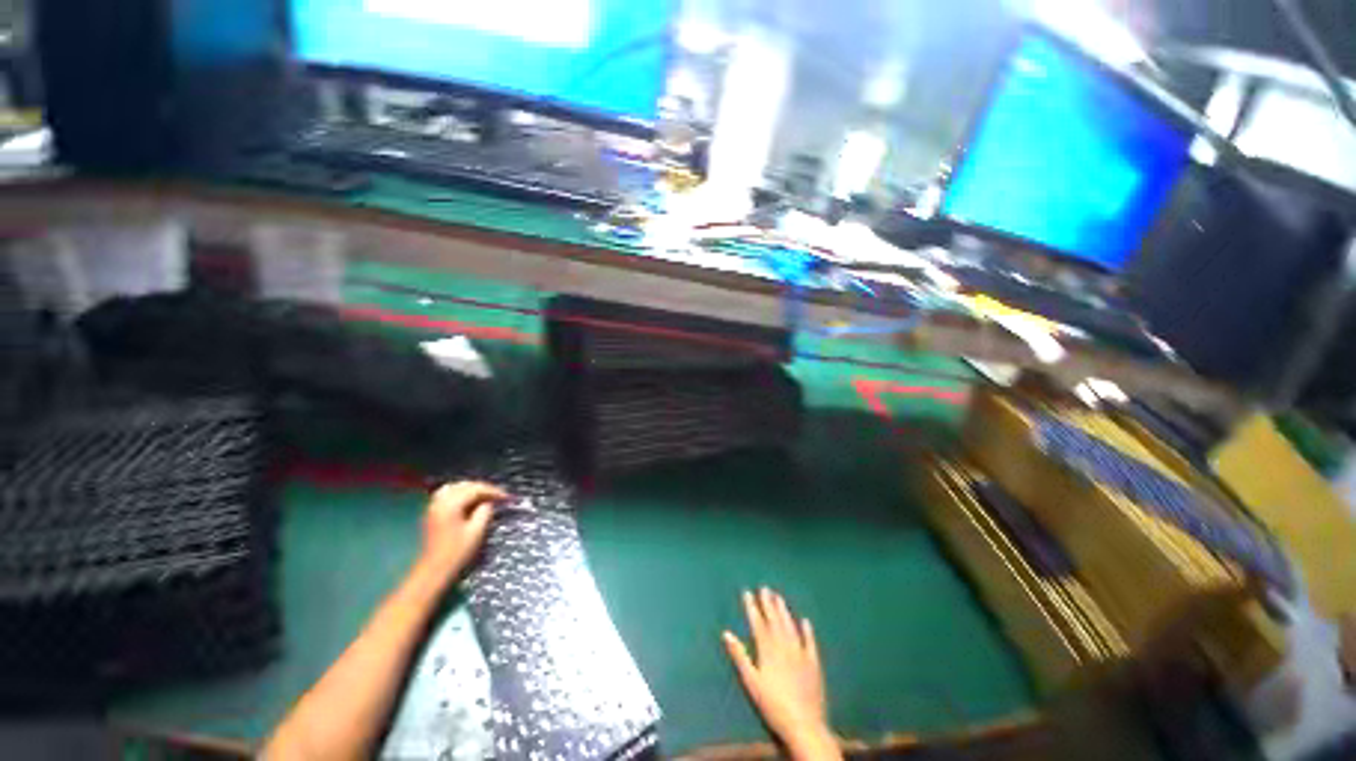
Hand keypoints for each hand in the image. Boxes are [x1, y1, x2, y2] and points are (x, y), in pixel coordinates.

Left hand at [418, 481, 504, 580]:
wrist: (433, 570)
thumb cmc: (456, 552)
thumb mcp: (476, 532)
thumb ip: (484, 512)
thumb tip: (488, 503)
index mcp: (451, 505)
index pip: (475, 489)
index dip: (493, 491)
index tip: (506, 496)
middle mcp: (440, 501)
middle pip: (464, 486)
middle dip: (482, 488)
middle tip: (497, 495)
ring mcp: (433, 507)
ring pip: (454, 487)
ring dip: (469, 489)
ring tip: (483, 495)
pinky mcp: (432, 513)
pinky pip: (446, 494)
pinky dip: (459, 493)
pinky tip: (467, 500)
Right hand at [723, 588, 838, 759]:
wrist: (804, 724)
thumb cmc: (773, 705)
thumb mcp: (751, 682)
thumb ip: (740, 656)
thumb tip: (726, 633)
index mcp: (768, 649)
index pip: (758, 623)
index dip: (752, 607)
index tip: (747, 592)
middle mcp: (784, 645)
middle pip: (775, 620)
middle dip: (768, 603)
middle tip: (764, 588)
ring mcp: (801, 653)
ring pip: (790, 626)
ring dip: (784, 611)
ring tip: (779, 597)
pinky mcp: (814, 663)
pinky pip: (810, 642)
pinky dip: (807, 631)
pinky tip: (805, 621)